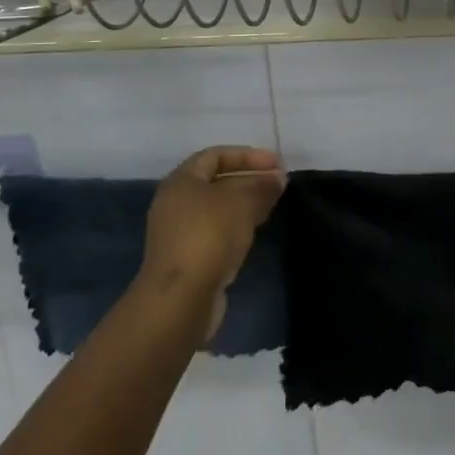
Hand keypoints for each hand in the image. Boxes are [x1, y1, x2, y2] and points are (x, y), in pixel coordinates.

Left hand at [139, 146, 286, 338]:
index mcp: (181, 181)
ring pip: (217, 209)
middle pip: (216, 182)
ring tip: (272, 205)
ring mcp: (179, 233)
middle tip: (278, 184)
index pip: (215, 155)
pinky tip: (254, 232)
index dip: (247, 155)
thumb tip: (277, 178)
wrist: (180, 300)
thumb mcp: (242, 203)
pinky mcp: (187, 259)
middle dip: (249, 179)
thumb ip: (262, 186)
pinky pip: (215, 232)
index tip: (276, 163)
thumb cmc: (208, 236)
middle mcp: (175, 203)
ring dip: (245, 204)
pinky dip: (236, 227)